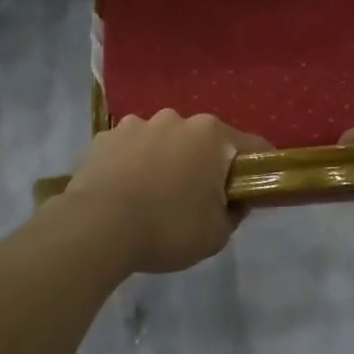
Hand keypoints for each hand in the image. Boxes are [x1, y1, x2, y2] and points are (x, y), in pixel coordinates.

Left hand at [60, 111, 271, 273]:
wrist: (96, 228)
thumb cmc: (167, 228)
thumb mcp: (217, 235)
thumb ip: (234, 212)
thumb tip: (234, 201)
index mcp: (211, 135)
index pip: (252, 146)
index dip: (257, 168)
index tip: (252, 190)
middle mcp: (176, 119)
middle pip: (202, 140)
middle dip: (203, 163)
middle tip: (196, 199)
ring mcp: (136, 124)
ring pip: (162, 141)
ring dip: (164, 160)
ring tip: (152, 196)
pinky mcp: (104, 137)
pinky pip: (128, 149)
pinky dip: (131, 164)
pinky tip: (122, 193)